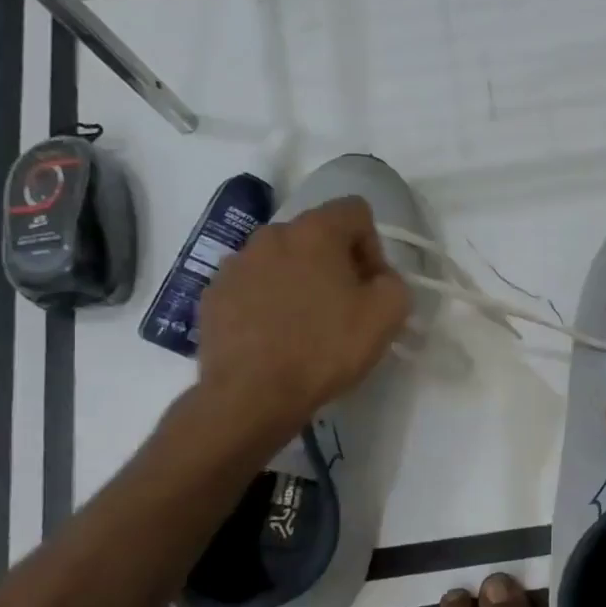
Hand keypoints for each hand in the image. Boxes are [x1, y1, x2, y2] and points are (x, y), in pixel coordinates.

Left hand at [195, 197, 410, 449]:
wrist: (252, 395)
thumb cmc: (326, 348)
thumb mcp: (388, 315)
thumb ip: (394, 283)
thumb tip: (378, 279)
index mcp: (315, 231)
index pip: (356, 211)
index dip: (373, 246)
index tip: (371, 286)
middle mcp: (270, 235)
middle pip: (316, 235)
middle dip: (335, 264)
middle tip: (344, 308)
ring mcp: (235, 264)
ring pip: (281, 261)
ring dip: (299, 282)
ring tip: (307, 326)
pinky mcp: (212, 295)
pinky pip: (252, 287)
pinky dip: (268, 303)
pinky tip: (276, 338)